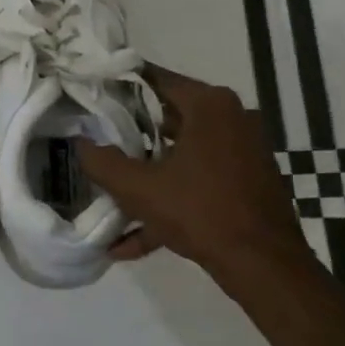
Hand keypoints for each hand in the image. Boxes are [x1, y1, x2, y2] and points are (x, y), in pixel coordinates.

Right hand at [77, 64, 310, 281]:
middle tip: (96, 141)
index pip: (155, 80)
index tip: (91, 95)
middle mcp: (232, 118)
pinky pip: (200, 181)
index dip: (119, 87)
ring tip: (110, 192)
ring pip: (183, 153)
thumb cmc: (200, 212)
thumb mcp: (140, 189)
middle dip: (130, 134)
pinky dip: (171, 200)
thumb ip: (103, 163)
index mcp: (209, 105)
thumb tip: (80, 144)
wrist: (264, 265)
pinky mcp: (248, 181)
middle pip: (168, 117)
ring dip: (148, 175)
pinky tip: (132, 241)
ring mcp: (244, 151)